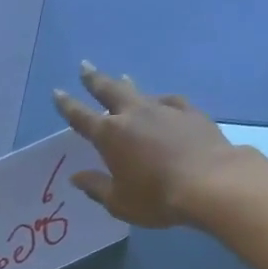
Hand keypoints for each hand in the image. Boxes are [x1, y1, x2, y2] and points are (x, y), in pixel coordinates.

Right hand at [52, 62, 247, 227]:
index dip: (67, 105)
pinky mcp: (190, 113)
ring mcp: (164, 110)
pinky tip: (163, 102)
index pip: (81, 117)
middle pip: (109, 91)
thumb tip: (77, 177)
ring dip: (126, 85)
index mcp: (110, 136)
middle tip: (85, 67)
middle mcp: (134, 115)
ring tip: (122, 77)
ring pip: (139, 92)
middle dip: (94, 79)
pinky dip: (160, 101)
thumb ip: (96, 187)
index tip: (58, 92)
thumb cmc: (157, 197)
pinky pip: (169, 102)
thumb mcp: (119, 201)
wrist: (210, 183)